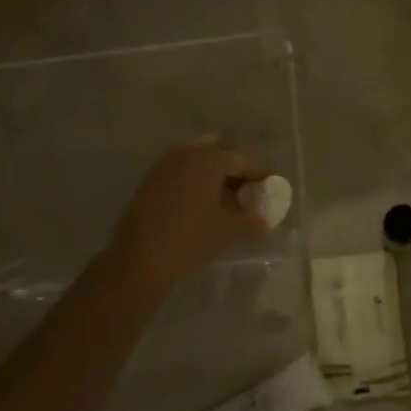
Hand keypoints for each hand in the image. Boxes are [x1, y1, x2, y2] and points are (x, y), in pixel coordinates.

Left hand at [104, 137, 270, 290]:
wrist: (139, 260)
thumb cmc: (190, 240)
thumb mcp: (229, 232)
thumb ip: (253, 221)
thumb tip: (264, 218)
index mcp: (211, 159)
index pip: (246, 160)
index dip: (262, 173)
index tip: (272, 186)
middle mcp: (187, 152)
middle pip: (221, 151)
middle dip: (235, 167)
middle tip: (245, 190)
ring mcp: (165, 164)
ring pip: (198, 159)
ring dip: (214, 173)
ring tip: (223, 199)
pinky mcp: (150, 179)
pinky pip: (181, 170)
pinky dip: (194, 179)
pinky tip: (200, 204)